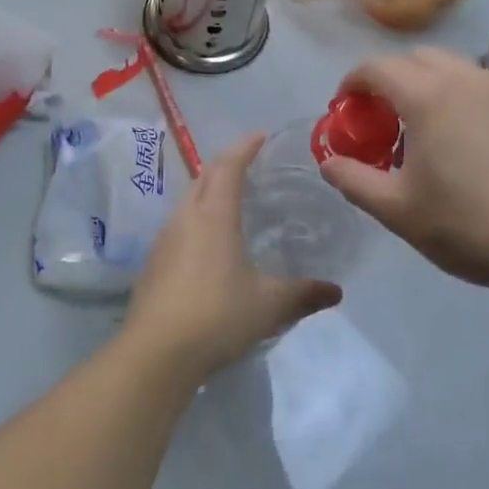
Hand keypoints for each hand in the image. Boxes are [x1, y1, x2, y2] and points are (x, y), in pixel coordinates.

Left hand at [119, 135, 341, 384]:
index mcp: (213, 216)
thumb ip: (303, 294)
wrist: (156, 353)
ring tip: (230, 202)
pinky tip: (208, 246)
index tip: (259, 135)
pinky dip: (196, 221)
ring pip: (187, 202)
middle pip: (202, 178)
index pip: (228, 167)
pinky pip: (177, 228)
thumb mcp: (269, 305)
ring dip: (207, 193)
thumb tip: (336, 292)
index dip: (244, 147)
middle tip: (248, 165)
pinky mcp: (152, 264)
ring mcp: (163, 241)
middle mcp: (185, 219)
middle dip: (224, 165)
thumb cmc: (217, 316)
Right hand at [319, 47, 488, 295]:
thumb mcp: (396, 209)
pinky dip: (453, 96)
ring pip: (450, 68)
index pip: (377, 67)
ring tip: (415, 129)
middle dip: (388, 79)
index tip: (342, 109)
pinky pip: (476, 86)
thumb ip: (353, 179)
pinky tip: (455, 140)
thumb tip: (328, 162)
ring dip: (422, 85)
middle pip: (415, 58)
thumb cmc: (466, 225)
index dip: (352, 83)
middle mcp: (464, 80)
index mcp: (428, 96)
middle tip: (376, 119)